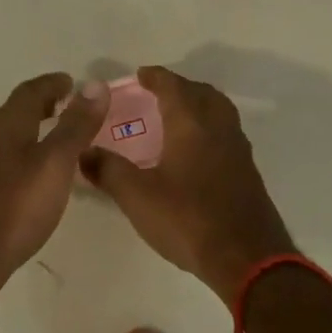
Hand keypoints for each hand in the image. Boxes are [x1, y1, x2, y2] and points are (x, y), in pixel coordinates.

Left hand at [0, 73, 109, 304]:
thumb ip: (76, 125)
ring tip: (62, 138)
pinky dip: (30, 154)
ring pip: (13, 137)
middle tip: (71, 106)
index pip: (30, 91)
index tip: (73, 83)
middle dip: (44, 104)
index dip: (52, 84)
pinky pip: (10, 160)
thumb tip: (94, 85)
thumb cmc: (19, 204)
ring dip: (36, 129)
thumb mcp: (56, 161)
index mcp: (9, 126)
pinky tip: (42, 175)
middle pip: (18, 111)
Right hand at [81, 65, 294, 296]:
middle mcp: (219, 129)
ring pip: (219, 113)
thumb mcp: (138, 197)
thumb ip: (108, 171)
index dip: (155, 77)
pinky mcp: (247, 173)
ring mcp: (238, 150)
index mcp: (192, 124)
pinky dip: (209, 129)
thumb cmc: (188, 220)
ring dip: (199, 105)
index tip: (140, 74)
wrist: (246, 257)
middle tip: (158, 93)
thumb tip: (84, 152)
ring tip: (176, 118)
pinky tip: (196, 153)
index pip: (173, 86)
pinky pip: (226, 135)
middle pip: (202, 93)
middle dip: (180, 87)